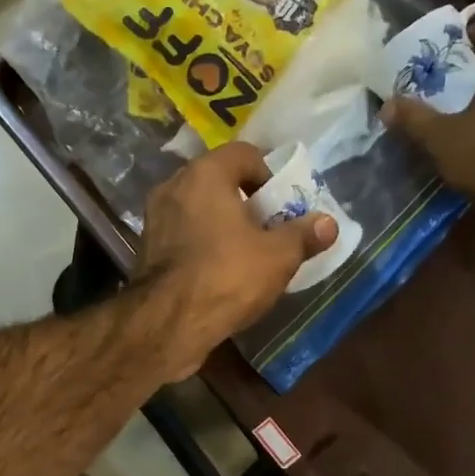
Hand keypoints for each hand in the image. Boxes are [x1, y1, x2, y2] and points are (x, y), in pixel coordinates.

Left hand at [135, 142, 336, 380]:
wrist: (168, 322)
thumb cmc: (227, 276)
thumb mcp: (278, 256)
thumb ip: (303, 235)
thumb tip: (328, 223)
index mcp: (205, 174)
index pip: (243, 153)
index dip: (269, 174)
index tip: (283, 203)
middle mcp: (174, 186)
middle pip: (218, 180)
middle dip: (246, 199)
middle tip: (269, 226)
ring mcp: (155, 217)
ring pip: (198, 207)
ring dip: (222, 222)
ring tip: (247, 249)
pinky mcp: (146, 247)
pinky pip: (182, 232)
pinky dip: (202, 241)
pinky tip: (219, 268)